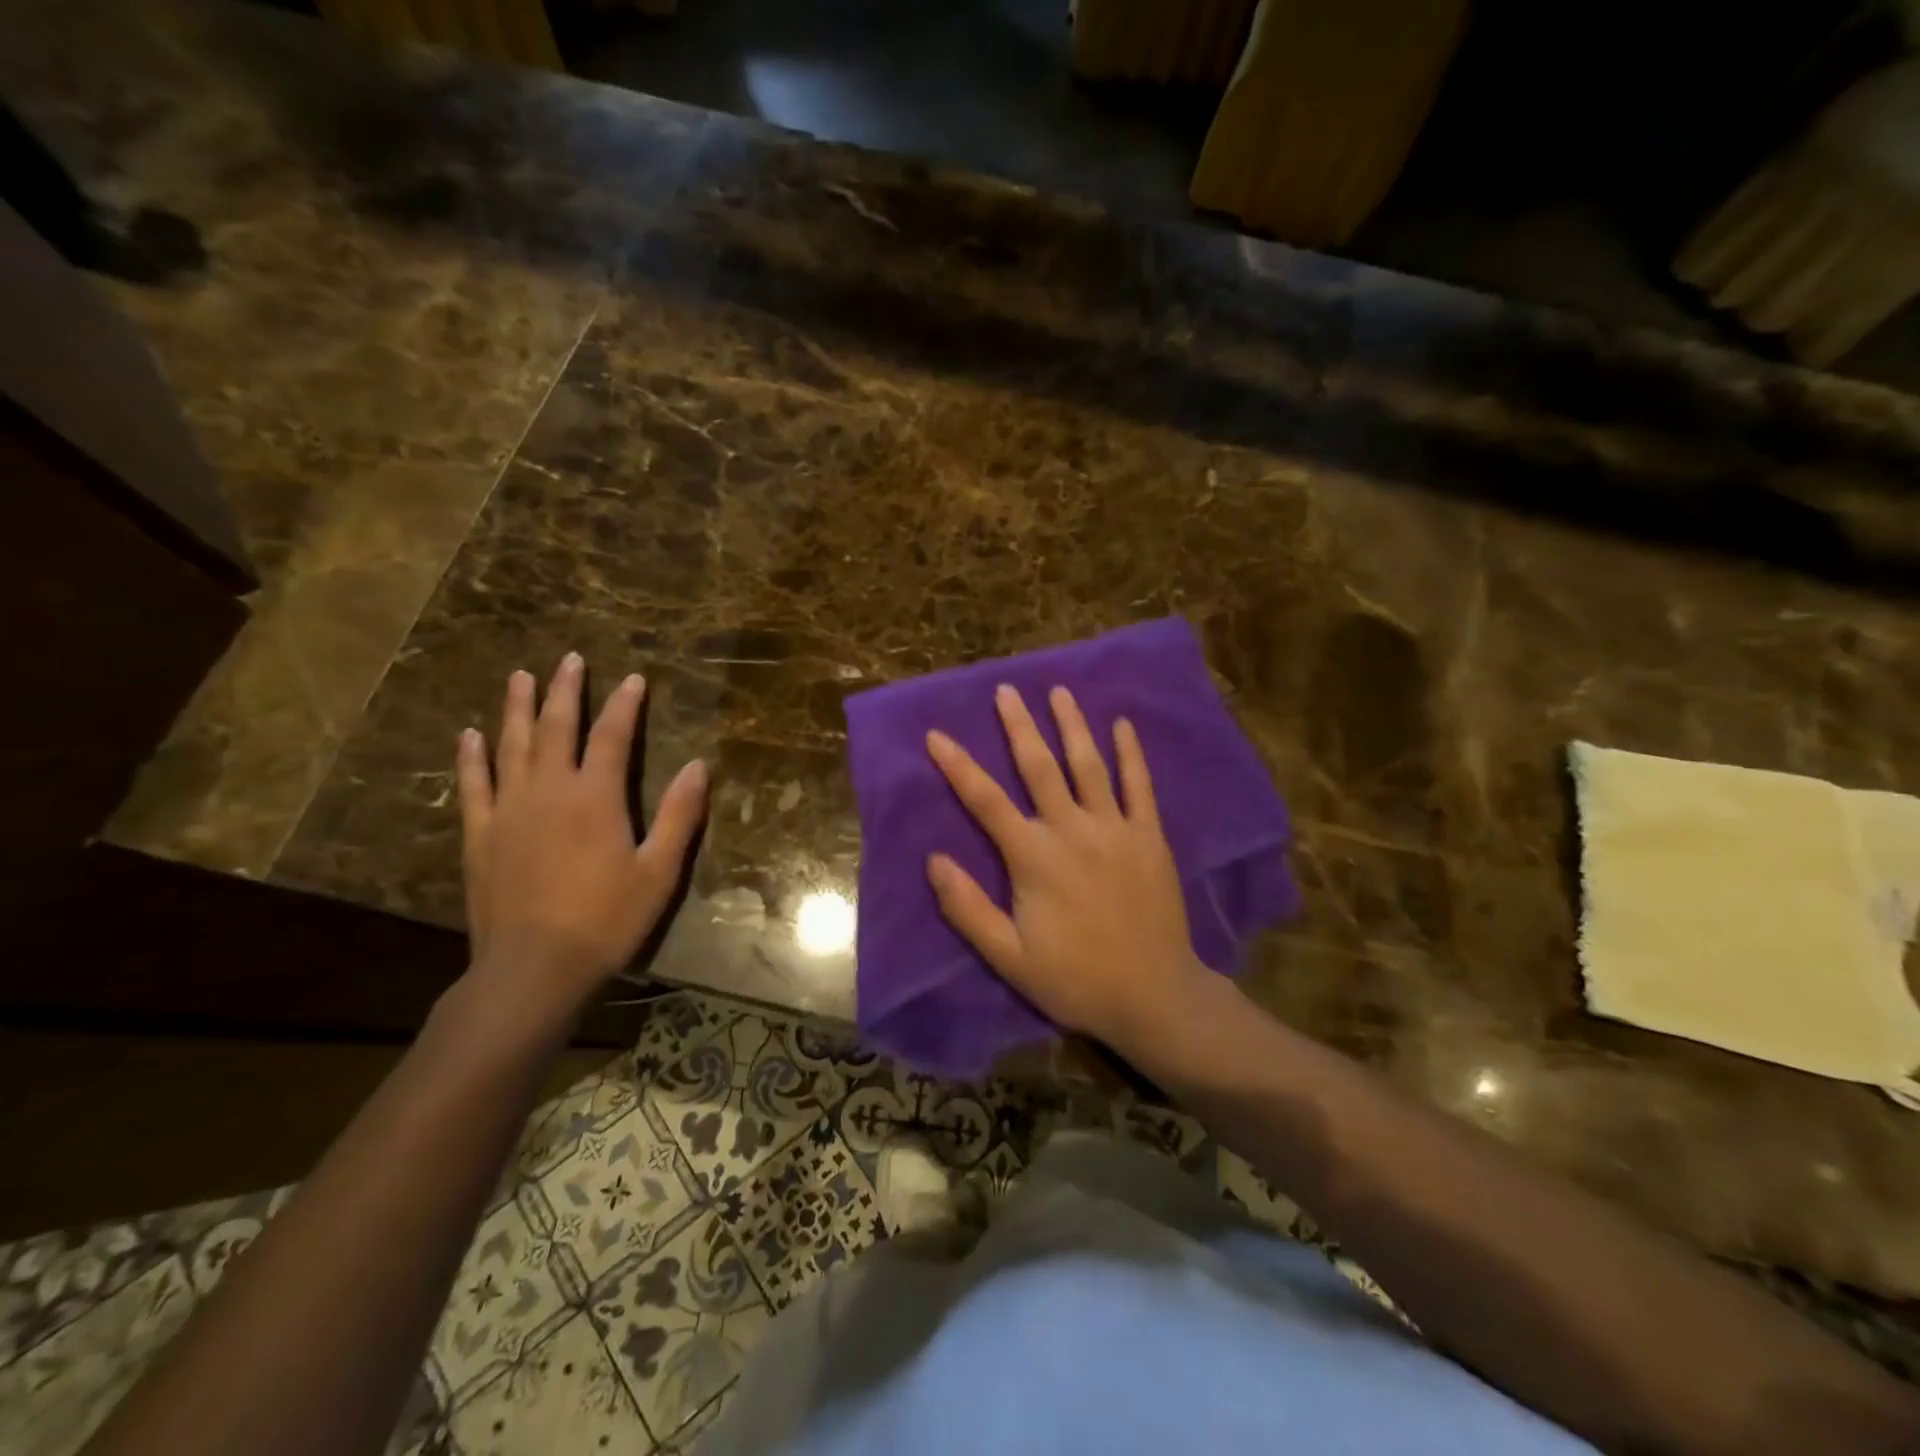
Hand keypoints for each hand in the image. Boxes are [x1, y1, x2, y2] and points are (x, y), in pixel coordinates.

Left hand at [456, 653, 707, 1027]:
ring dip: (516, 708)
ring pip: (510, 745)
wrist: (534, 967)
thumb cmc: (607, 919)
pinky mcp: (480, 835)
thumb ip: (679, 815)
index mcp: (595, 797)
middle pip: (555, 728)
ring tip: (519, 676)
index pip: (611, 736)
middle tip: (568, 659)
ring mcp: (508, 810)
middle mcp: (548, 790)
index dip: (624, 705)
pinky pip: (473, 785)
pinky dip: (471, 757)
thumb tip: (699, 766)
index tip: (632, 678)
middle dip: (564, 690)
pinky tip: (469, 735)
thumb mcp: (659, 870)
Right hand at [924, 683, 1206, 1054]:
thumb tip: (934, 859)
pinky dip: (1131, 754)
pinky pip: (1140, 786)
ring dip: (1071, 725)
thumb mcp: (1009, 957)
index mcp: (1034, 858)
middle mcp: (1073, 830)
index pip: (986, 801)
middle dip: (1019, 727)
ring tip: (1058, 691)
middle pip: (1040, 767)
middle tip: (1005, 690)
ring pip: (1089, 765)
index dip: (958, 766)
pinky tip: (1123, 725)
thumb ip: (969, 908)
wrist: (1154, 996)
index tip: (936, 734)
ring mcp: (1116, 829)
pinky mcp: (1150, 838)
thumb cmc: (1075, 979)